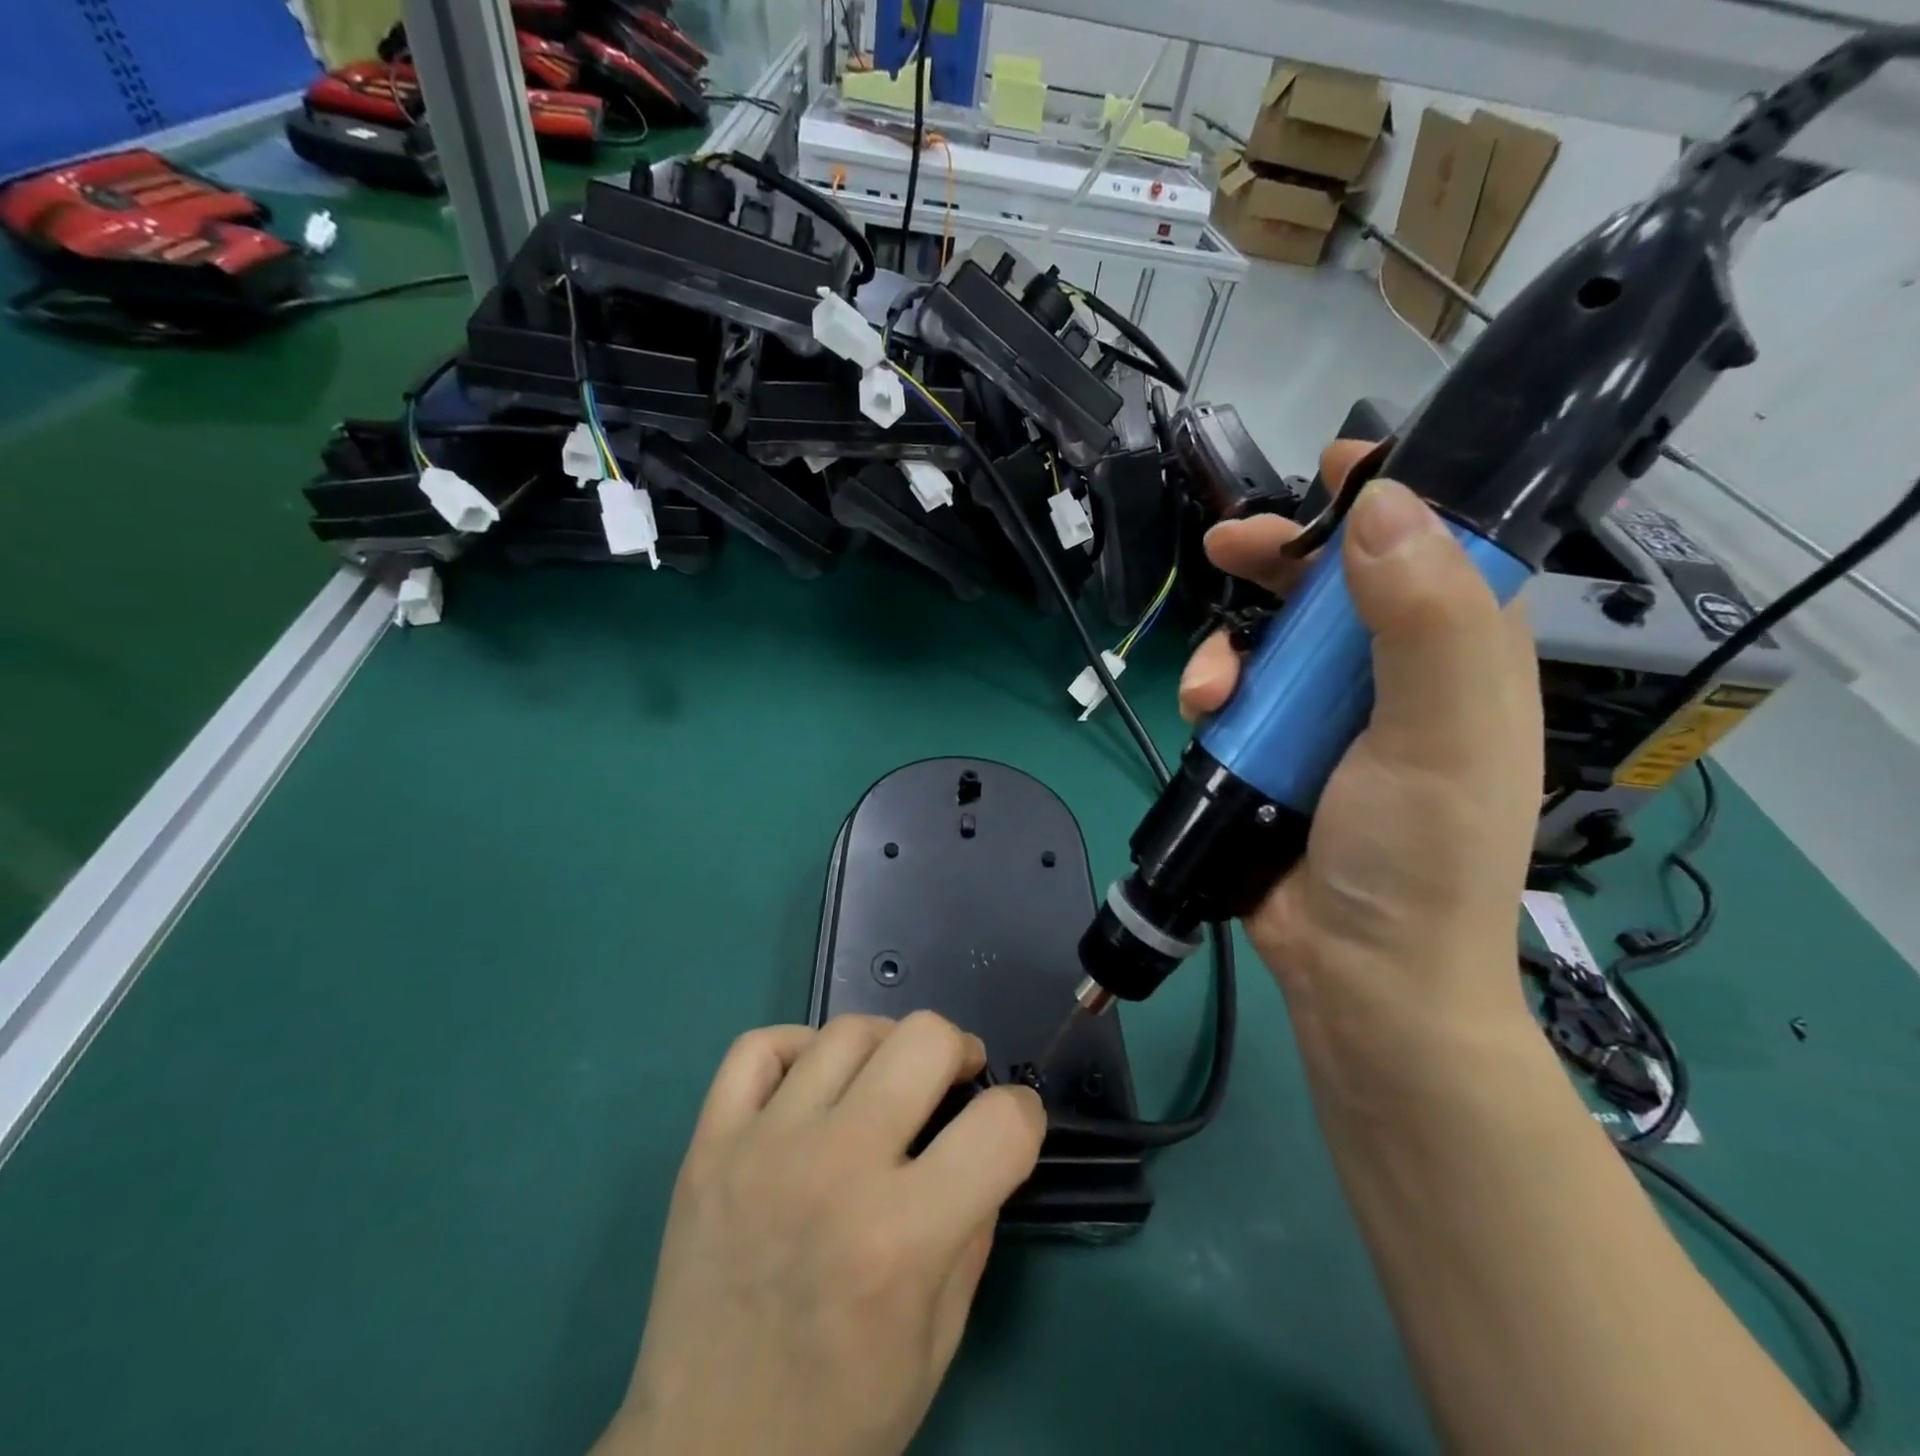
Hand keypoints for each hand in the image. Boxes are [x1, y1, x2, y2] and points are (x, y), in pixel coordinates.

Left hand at [599, 1013, 1045, 1455]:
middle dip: (958, 1052)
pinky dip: (796, 1046)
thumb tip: (985, 1145)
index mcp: (901, 1238)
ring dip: (885, 1046)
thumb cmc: (836, 1418)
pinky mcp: (709, 1145)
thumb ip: (973, 1232)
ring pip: (846, 1032)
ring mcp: (762, 1148)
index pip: (1001, 1124)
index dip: (1024, 1115)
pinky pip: (758, 1047)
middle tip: (953, 1080)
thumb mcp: (937, 1343)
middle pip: (924, 1039)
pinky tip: (813, 1083)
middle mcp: (834, 1171)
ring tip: (886, 1078)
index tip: (1011, 1126)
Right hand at [1179, 443, 1543, 1094]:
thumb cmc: (1417, 856)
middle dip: (1276, 564)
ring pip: (1267, 645)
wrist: (1357, 974)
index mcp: (1460, 659)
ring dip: (1228, 651)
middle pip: (1332, 591)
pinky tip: (1201, 716)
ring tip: (1210, 690)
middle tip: (1226, 546)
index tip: (1334, 466)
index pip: (1434, 550)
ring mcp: (1326, 720)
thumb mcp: (1440, 733)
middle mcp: (1394, 680)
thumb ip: (1422, 619)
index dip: (1389, 502)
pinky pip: (1233, 699)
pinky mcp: (1271, 755)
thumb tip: (1382, 503)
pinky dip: (1210, 697)